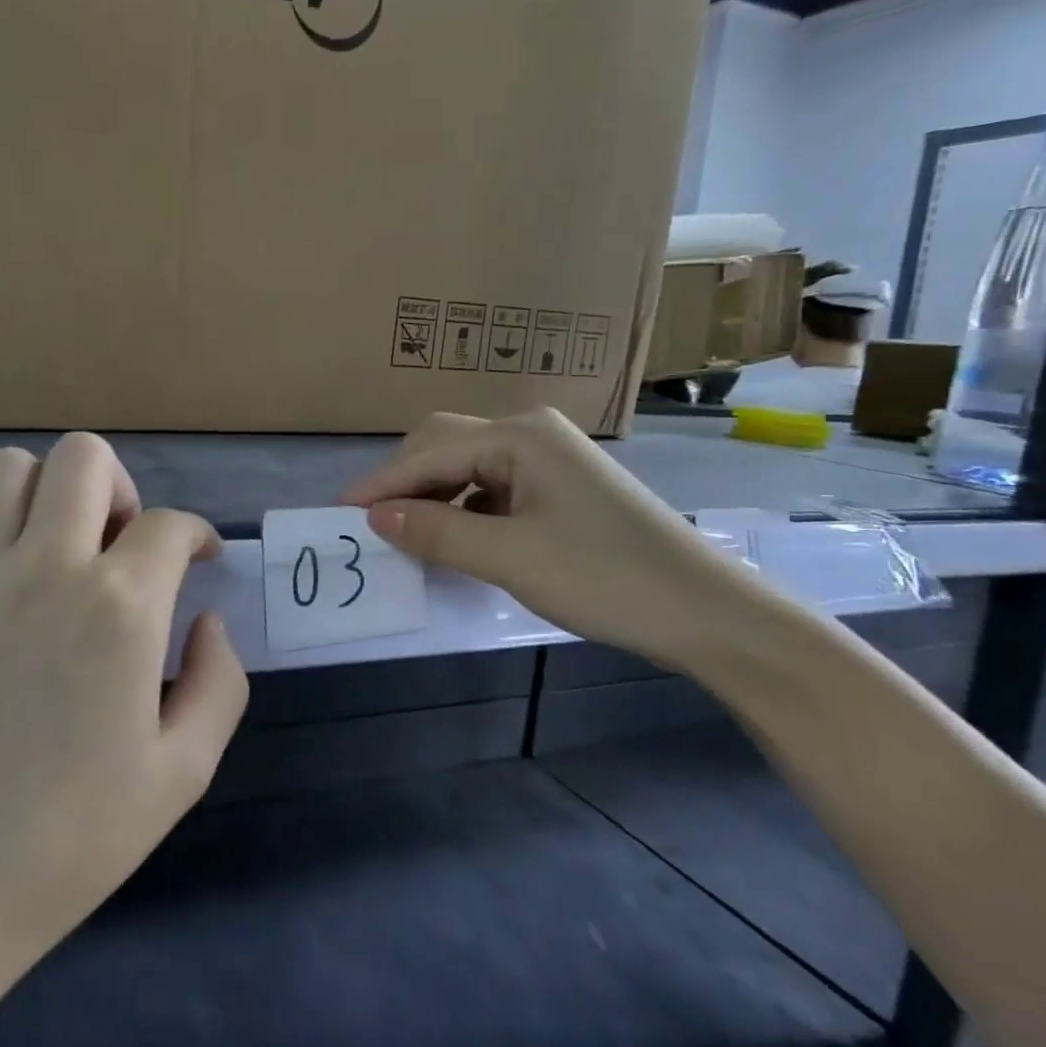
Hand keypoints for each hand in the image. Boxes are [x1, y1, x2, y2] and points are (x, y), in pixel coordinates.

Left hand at [0, 433, 248, 1031]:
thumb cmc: (70, 839)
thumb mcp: (183, 773)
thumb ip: (219, 682)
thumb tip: (208, 622)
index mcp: (120, 607)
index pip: (171, 525)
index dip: (198, 536)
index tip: (203, 562)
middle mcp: (48, 568)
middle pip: (84, 457)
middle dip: (122, 487)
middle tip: (128, 547)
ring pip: (9, 469)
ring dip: (49, 492)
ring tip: (66, 550)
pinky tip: (3, 584)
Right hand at [342, 409, 764, 668]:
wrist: (707, 613)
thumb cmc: (606, 578)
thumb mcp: (509, 558)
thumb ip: (437, 532)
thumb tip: (376, 517)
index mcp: (519, 436)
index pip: (428, 453)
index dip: (380, 485)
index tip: (337, 515)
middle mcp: (530, 433)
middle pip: (444, 446)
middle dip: (403, 483)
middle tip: (371, 526)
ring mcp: (547, 459)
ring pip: (466, 468)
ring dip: (432, 497)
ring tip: (405, 536)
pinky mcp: (557, 487)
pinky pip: (490, 488)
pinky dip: (462, 509)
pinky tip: (454, 539)